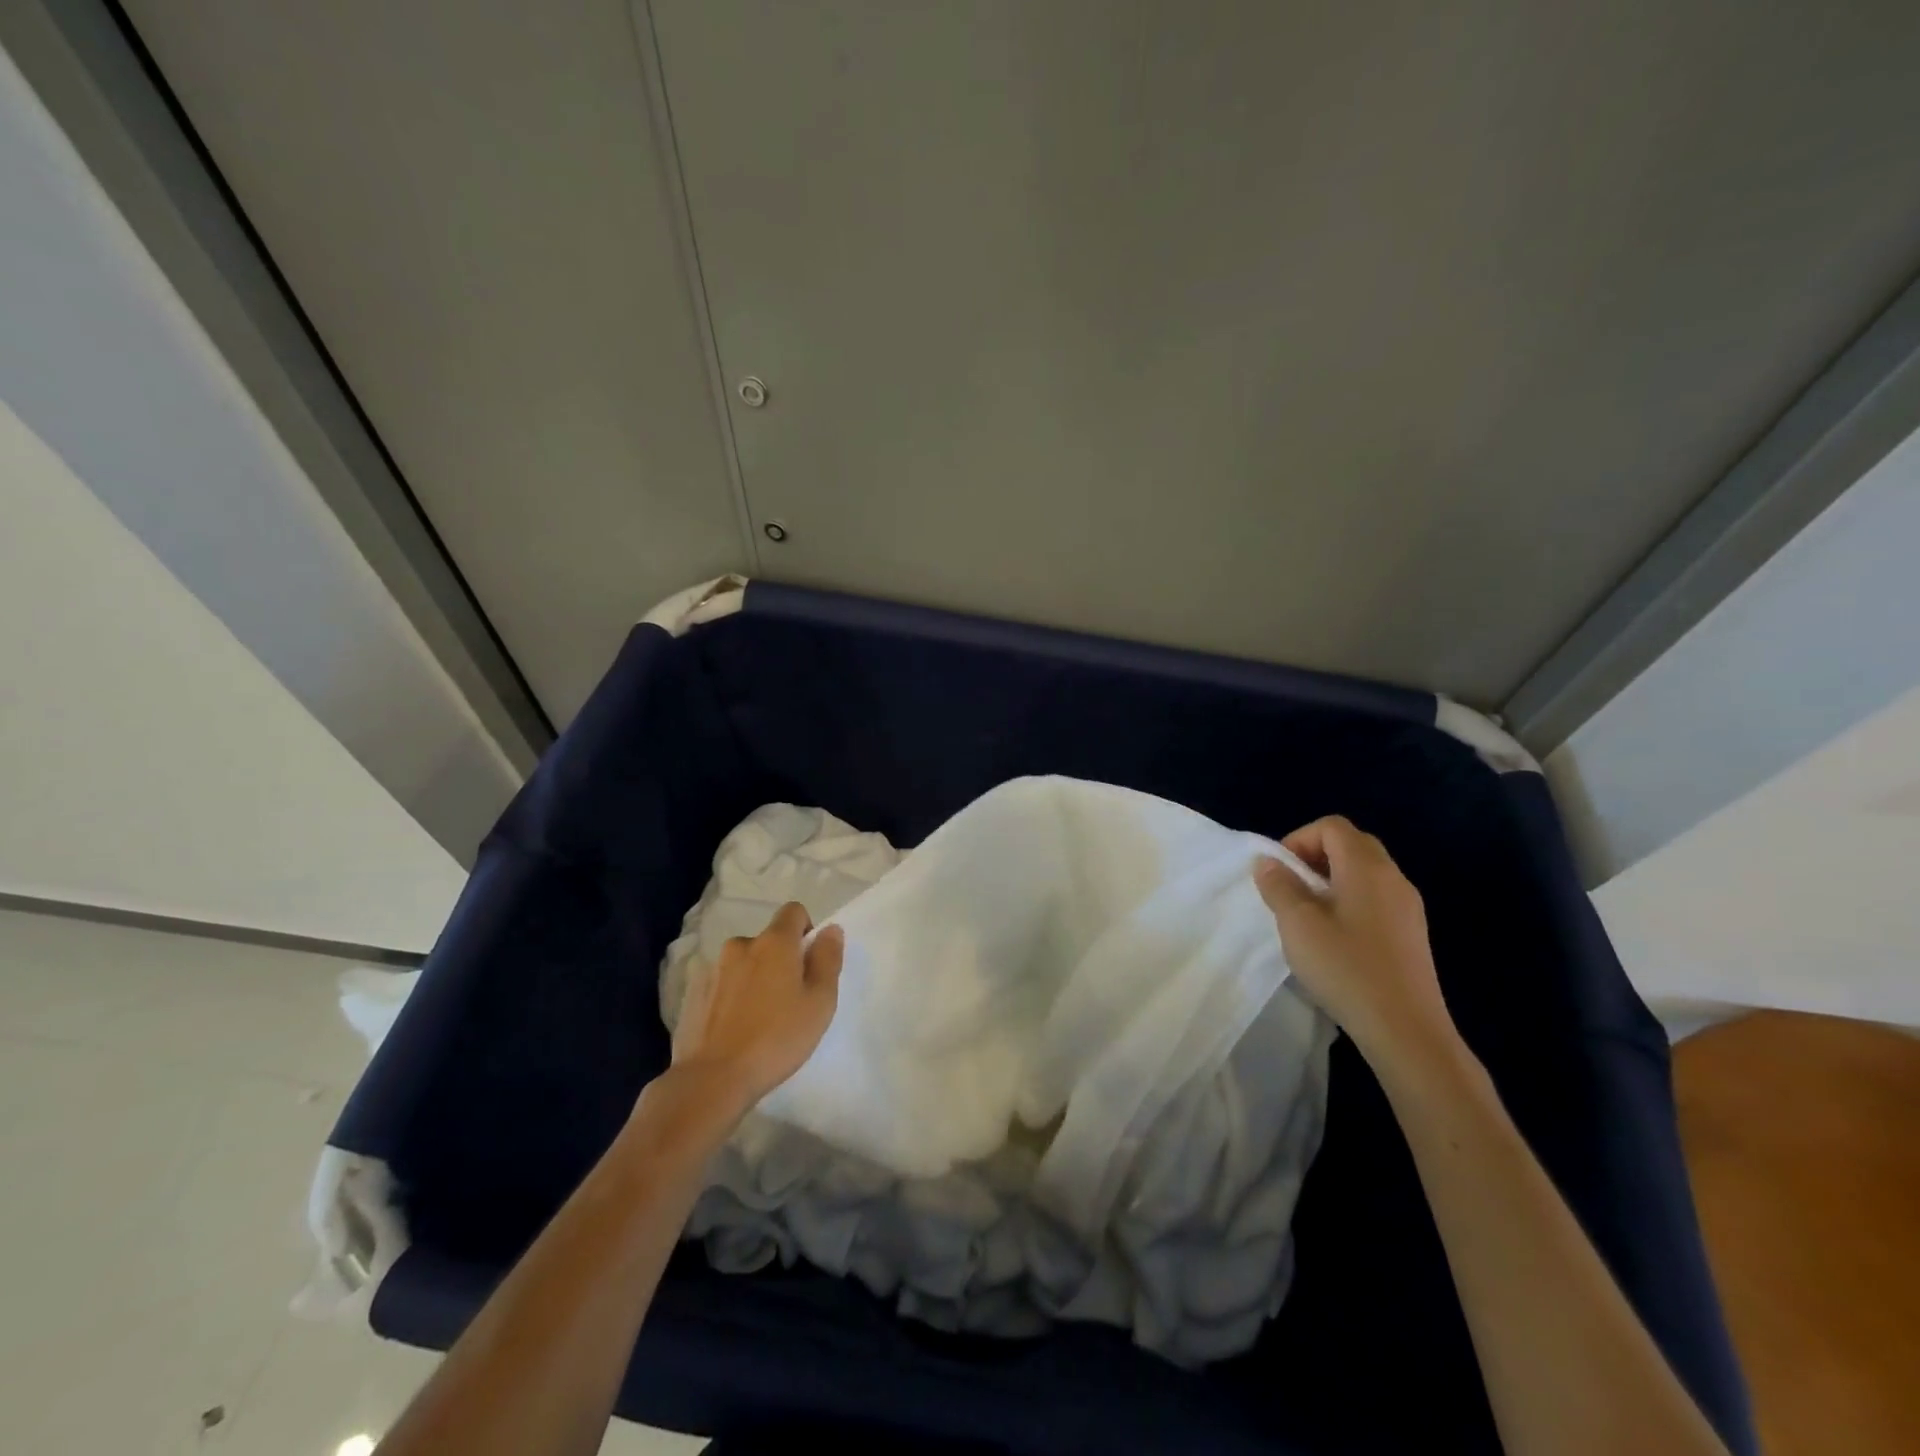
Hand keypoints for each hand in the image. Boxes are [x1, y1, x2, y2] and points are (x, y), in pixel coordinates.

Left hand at [671, 902, 843, 1106]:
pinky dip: (732, 995)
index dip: (806, 930)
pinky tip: (735, 1026)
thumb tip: (830, 929)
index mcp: (774, 942)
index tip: (809, 963)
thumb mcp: (820, 1001)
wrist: (713, 1078)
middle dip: (780, 959)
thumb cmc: (777, 1038)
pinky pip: (722, 983)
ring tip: (759, 1017)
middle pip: (768, 940)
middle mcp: (741, 945)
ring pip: (744, 962)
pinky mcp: (693, 993)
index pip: (793, 911)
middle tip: (789, 999)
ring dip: (754, 977)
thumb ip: (828, 959)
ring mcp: (713, 968)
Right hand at [1254, 816, 1457, 1070]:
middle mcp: (1393, 878)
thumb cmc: (1346, 968)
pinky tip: (1336, 938)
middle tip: (1291, 887)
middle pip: (1352, 844)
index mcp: (1366, 868)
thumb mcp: (1298, 924)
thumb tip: (1268, 862)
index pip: (1332, 827)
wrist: (1406, 1030)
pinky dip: (1350, 900)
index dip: (1299, 839)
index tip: (1280, 872)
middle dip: (1315, 856)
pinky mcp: (1412, 934)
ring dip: (1332, 880)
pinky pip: (1376, 897)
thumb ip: (1279, 886)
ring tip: (1309, 915)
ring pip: (1365, 872)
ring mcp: (1408, 907)